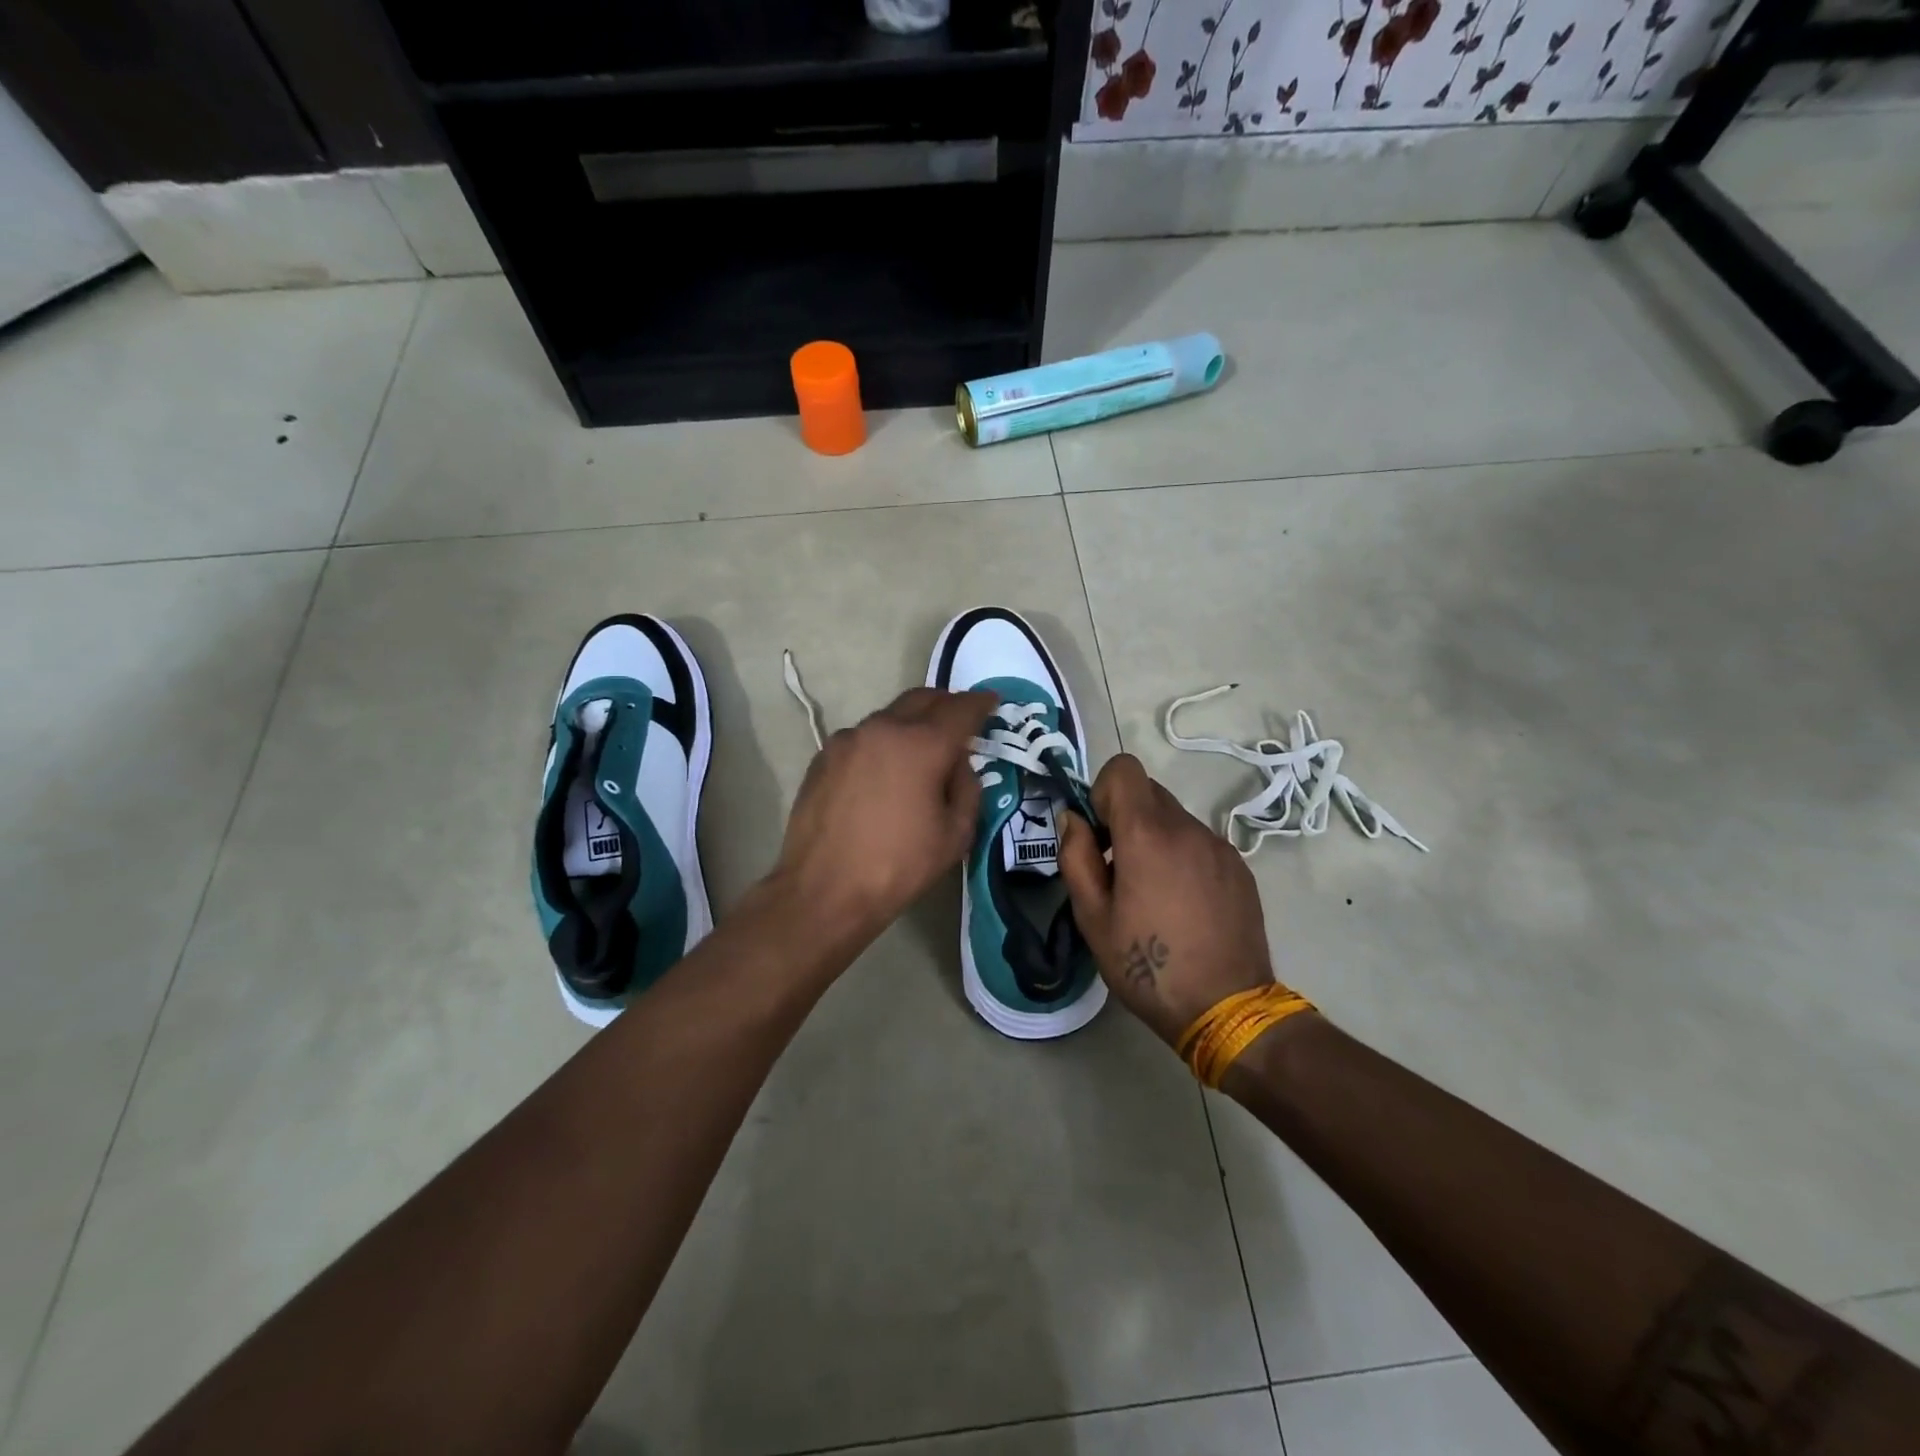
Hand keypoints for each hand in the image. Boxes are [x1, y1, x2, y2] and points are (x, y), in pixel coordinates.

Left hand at [772, 686, 995, 950]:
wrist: (824, 891)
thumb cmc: (898, 866)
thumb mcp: (955, 834)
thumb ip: (967, 788)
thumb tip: (958, 764)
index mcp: (921, 745)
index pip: (960, 709)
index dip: (981, 703)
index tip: (991, 702)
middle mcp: (883, 729)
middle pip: (921, 699)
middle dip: (946, 704)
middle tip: (960, 722)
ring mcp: (847, 740)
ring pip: (889, 717)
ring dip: (911, 724)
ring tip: (921, 751)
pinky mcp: (823, 757)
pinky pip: (863, 738)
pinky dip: (882, 744)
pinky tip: (884, 772)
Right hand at [1058, 754, 1278, 1047]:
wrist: (1227, 1008)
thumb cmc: (1147, 966)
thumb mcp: (1092, 917)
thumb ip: (1075, 856)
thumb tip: (1071, 818)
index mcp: (1147, 834)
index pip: (1124, 768)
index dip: (1102, 791)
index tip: (1098, 834)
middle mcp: (1188, 828)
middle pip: (1148, 791)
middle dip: (1124, 817)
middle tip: (1117, 868)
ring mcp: (1219, 846)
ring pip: (1175, 818)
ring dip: (1154, 838)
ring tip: (1152, 893)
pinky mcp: (1239, 868)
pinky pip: (1200, 842)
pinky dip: (1182, 856)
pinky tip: (1183, 904)